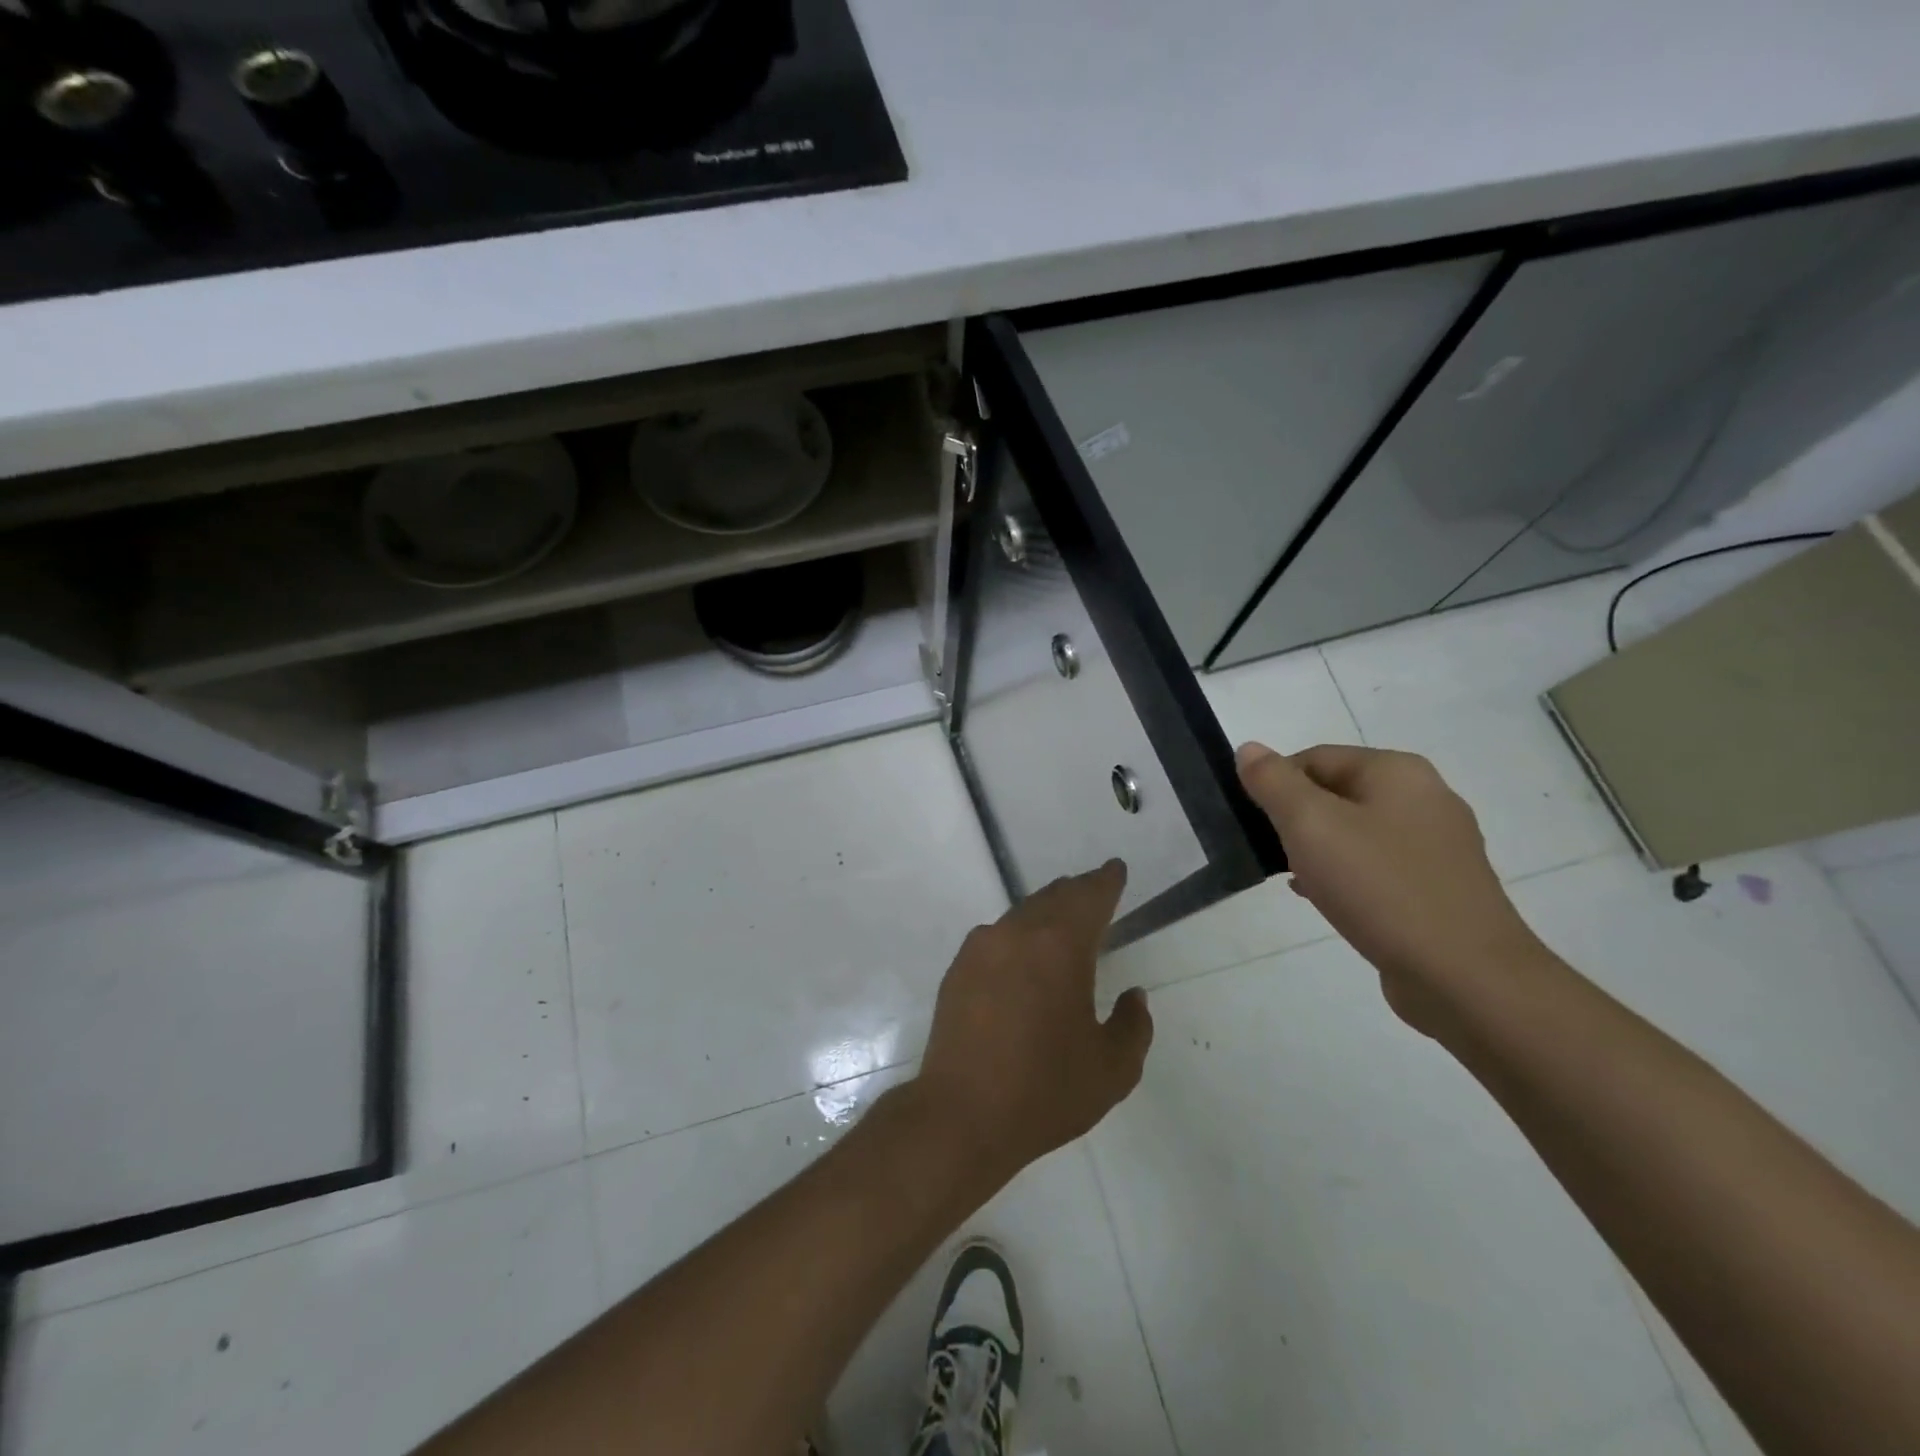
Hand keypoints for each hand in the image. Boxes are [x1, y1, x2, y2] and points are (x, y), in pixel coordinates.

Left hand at [912, 861, 1152, 1185]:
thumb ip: (1133, 1025)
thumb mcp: (1112, 1069)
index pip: (1090, 896)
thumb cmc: (1045, 1091)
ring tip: (1062, 921)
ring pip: (1022, 913)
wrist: (962, 1114)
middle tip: (1095, 891)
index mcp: (1060, 946)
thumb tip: (1133, 995)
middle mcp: (1017, 933)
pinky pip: (997, 936)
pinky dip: (1018, 935)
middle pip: (1054, 897)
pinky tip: (1022, 956)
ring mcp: (981, 948)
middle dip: (1078, 892)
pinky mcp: (958, 969)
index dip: (1106, 881)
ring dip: (1046, 911)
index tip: (1116, 869)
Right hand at [1236, 742, 1548, 1036]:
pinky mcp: (1439, 887)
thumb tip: (1249, 748)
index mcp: (1397, 772)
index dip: (1275, 783)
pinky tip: (1324, 898)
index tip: (1252, 822)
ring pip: (1355, 831)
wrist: (1465, 977)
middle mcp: (1424, 797)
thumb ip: (1274, 782)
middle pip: (1336, 792)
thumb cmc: (1380, 887)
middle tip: (1268, 850)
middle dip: (1295, 817)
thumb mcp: (1310, 825)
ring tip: (1290, 877)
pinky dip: (1345, 874)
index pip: (1314, 758)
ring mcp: (1438, 845)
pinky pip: (1377, 865)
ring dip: (1317, 848)